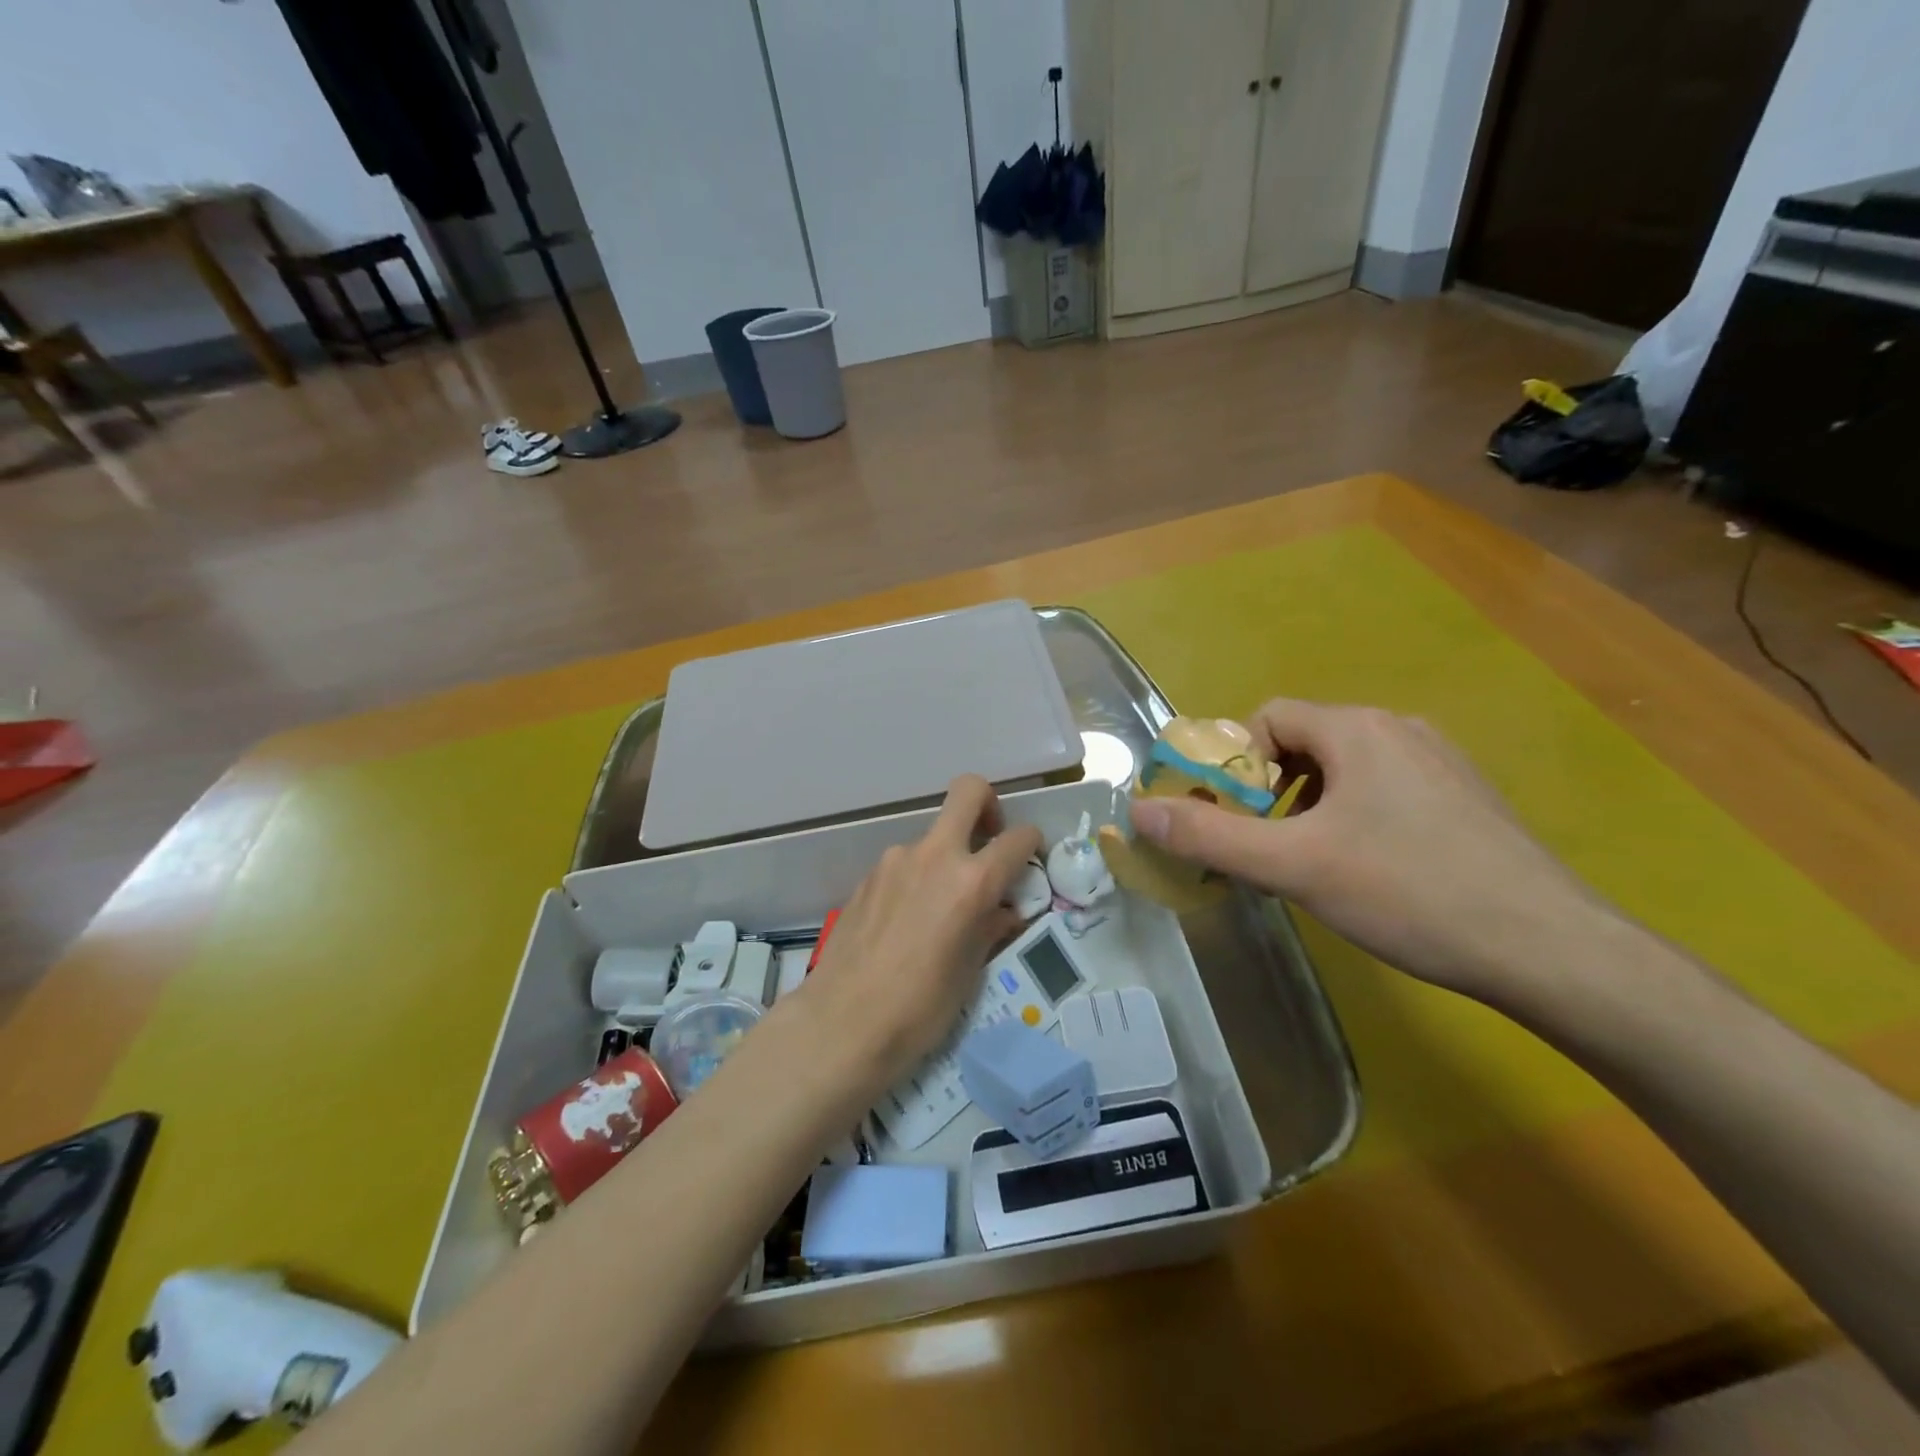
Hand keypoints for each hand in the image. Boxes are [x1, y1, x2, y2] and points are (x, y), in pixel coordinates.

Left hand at [802, 775, 1041, 1085]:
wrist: (841, 1023)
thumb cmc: (919, 1008)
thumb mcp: (970, 972)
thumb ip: (991, 928)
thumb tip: (1004, 911)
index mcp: (971, 881)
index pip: (1017, 838)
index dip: (1032, 843)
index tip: (1030, 861)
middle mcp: (934, 856)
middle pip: (968, 791)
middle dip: (988, 805)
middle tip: (989, 842)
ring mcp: (895, 861)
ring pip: (933, 836)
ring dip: (947, 856)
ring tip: (941, 909)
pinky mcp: (868, 876)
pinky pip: (905, 863)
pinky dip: (918, 877)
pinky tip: (908, 921)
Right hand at [1128, 700, 1611, 1003]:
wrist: (1551, 949)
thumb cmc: (1408, 892)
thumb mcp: (1293, 866)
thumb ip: (1209, 835)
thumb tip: (1140, 811)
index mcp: (1358, 728)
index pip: (1268, 718)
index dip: (1237, 764)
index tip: (1236, 818)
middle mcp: (1400, 729)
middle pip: (1305, 743)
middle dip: (1270, 790)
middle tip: (1267, 847)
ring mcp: (1441, 763)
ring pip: (1345, 770)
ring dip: (1309, 806)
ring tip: (1312, 863)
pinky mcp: (1465, 799)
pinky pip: (1385, 790)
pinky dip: (1354, 817)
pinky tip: (1369, 871)